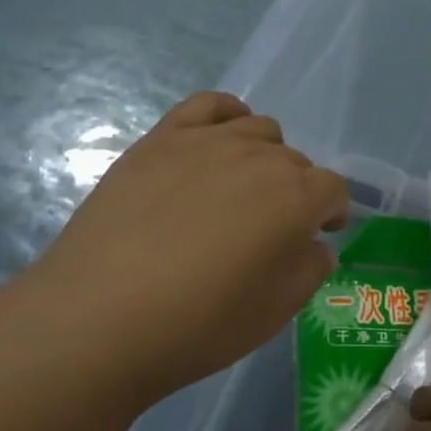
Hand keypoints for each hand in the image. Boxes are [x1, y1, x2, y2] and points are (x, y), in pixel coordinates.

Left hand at [11, 92, 349, 407]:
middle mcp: (260, 159)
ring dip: (264, 156)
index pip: (333, 190)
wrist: (98, 319)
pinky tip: (219, 140)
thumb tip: (313, 243)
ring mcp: (207, 143)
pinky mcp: (161, 139)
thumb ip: (310, 269)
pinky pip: (208, 105)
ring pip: (258, 129)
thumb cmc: (198, 325)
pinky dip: (226, 115)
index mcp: (296, 200)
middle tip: (268, 230)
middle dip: (295, 192)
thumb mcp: (275, 313)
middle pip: (295, 161)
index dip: (332, 213)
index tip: (319, 235)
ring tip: (240, 189)